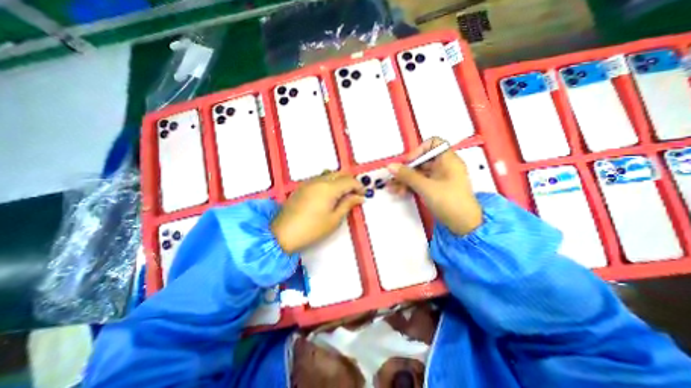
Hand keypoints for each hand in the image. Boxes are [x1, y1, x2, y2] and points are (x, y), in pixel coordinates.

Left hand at [272, 172, 363, 252]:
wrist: (283, 234)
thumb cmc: (312, 229)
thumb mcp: (334, 219)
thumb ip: (347, 204)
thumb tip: (359, 197)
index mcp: (329, 188)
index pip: (349, 181)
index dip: (359, 186)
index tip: (364, 195)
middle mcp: (319, 180)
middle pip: (339, 174)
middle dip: (350, 182)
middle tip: (355, 194)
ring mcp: (309, 182)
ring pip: (329, 174)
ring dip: (339, 181)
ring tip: (343, 195)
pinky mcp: (302, 187)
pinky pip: (320, 179)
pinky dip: (329, 182)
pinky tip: (329, 195)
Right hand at [386, 138, 482, 235]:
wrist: (463, 225)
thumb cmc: (449, 201)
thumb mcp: (425, 187)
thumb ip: (407, 175)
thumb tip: (391, 166)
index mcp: (448, 160)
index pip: (433, 144)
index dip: (419, 150)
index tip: (409, 162)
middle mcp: (444, 166)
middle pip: (421, 161)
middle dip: (406, 170)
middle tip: (393, 178)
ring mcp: (440, 178)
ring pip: (419, 174)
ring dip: (405, 180)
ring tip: (392, 189)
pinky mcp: (436, 189)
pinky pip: (421, 183)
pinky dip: (411, 186)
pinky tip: (400, 192)